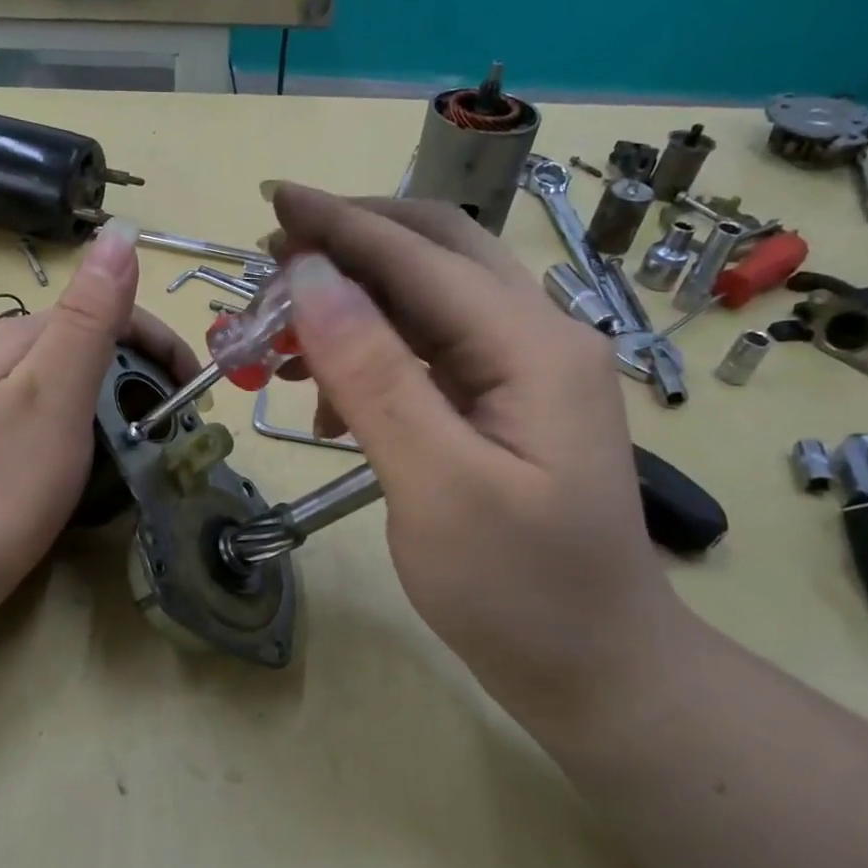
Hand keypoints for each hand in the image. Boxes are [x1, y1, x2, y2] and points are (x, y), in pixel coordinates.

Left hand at [0, 221, 199, 627]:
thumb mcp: (53, 394)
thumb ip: (89, 317)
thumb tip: (120, 234)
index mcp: (15, 337)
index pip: (108, 312)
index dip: (161, 346)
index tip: (197, 395)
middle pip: (91, 348)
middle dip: (142, 380)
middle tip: (173, 432)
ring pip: (74, 388)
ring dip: (118, 410)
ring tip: (144, 454)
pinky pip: (53, 423)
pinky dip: (89, 437)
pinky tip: (94, 469)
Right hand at [269, 186, 691, 721]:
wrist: (597, 668)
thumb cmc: (520, 591)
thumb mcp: (437, 486)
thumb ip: (374, 375)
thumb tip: (313, 279)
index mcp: (532, 345)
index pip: (419, 256)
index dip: (340, 224)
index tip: (270, 199)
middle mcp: (538, 337)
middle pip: (437, 253)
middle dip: (351, 244)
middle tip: (272, 260)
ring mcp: (526, 371)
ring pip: (429, 301)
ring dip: (356, 303)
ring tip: (285, 339)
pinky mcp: (506, 405)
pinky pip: (431, 352)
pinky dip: (374, 354)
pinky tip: (331, 399)